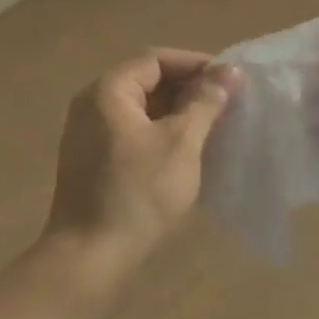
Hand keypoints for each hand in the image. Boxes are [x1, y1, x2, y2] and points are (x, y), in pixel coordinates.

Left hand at [45, 49, 239, 290]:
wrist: (89, 258)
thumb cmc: (138, 193)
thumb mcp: (181, 143)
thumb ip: (205, 102)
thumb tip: (228, 71)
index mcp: (108, 91)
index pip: (156, 59)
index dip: (195, 64)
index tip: (229, 80)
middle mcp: (92, 105)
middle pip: (147, 81)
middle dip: (188, 89)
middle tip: (226, 104)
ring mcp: (88, 135)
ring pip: (141, 109)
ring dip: (178, 113)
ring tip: (214, 126)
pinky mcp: (92, 162)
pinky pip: (132, 132)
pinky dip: (161, 133)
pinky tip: (188, 152)